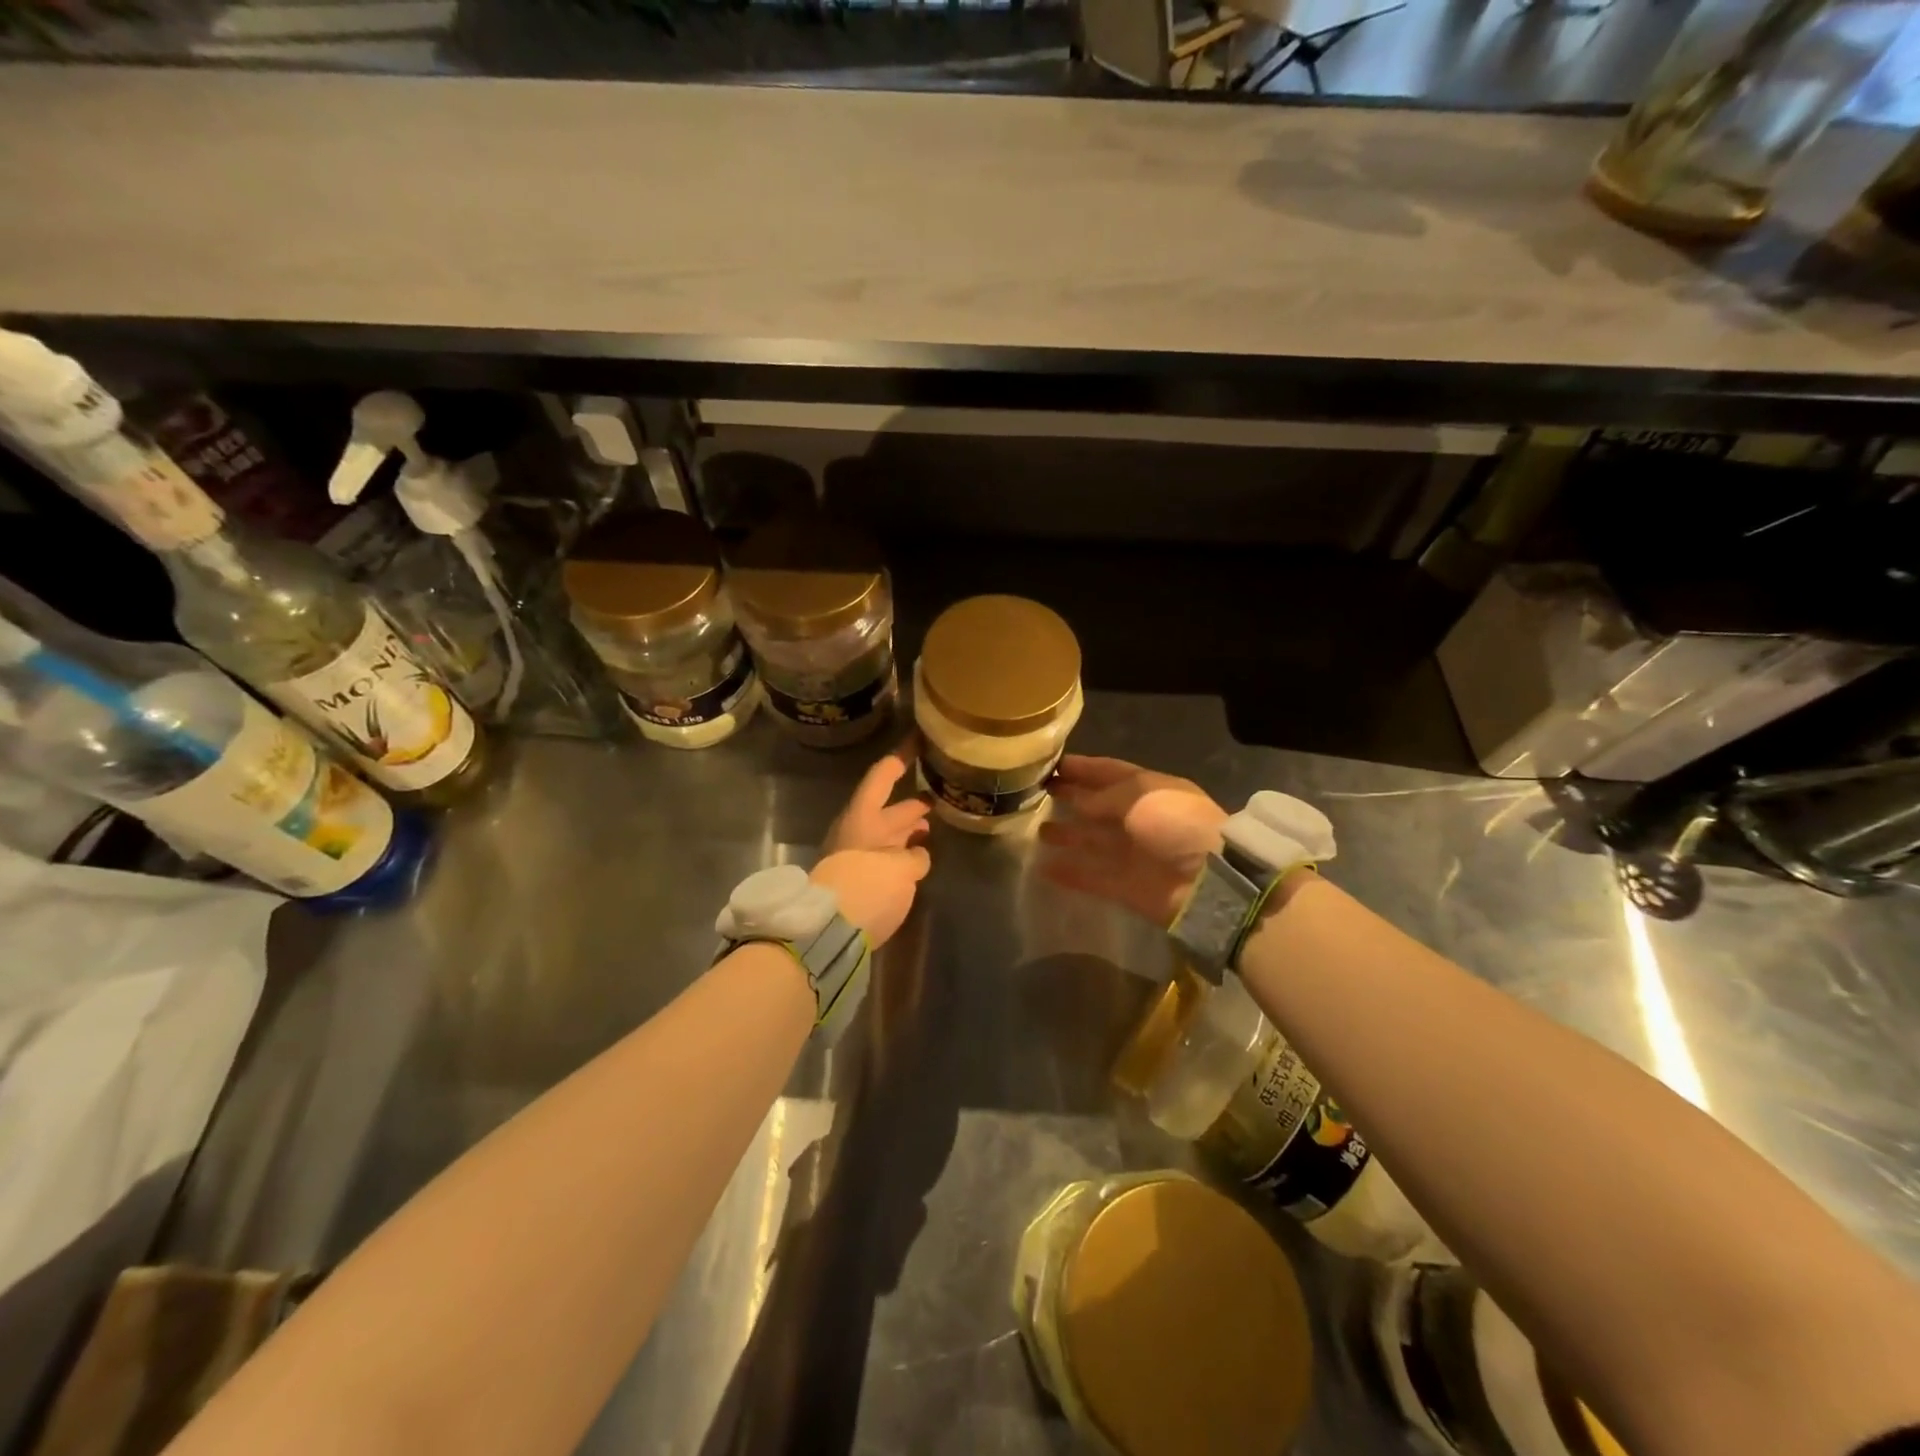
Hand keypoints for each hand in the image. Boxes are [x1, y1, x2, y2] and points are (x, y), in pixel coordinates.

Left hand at [813, 744, 931, 947]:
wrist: (826, 933)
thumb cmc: (865, 887)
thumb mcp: (899, 868)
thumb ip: (915, 858)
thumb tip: (917, 856)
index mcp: (863, 817)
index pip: (883, 776)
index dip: (902, 756)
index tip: (919, 739)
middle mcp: (859, 832)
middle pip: (889, 808)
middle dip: (914, 800)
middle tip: (939, 789)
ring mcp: (857, 856)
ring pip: (889, 834)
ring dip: (910, 828)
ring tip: (936, 823)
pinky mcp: (859, 880)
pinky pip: (886, 857)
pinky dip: (904, 853)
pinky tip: (921, 856)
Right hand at [1038, 755, 1227, 927]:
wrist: (1208, 882)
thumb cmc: (1177, 825)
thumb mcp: (1140, 796)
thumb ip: (1103, 797)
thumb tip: (1078, 801)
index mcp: (1148, 791)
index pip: (1109, 773)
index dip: (1082, 768)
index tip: (1052, 764)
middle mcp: (1138, 819)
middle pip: (1097, 805)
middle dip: (1071, 797)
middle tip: (1038, 792)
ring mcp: (1131, 854)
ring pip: (1091, 840)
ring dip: (1067, 834)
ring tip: (1039, 830)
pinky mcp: (1124, 886)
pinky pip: (1090, 877)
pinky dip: (1069, 873)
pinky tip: (1043, 868)